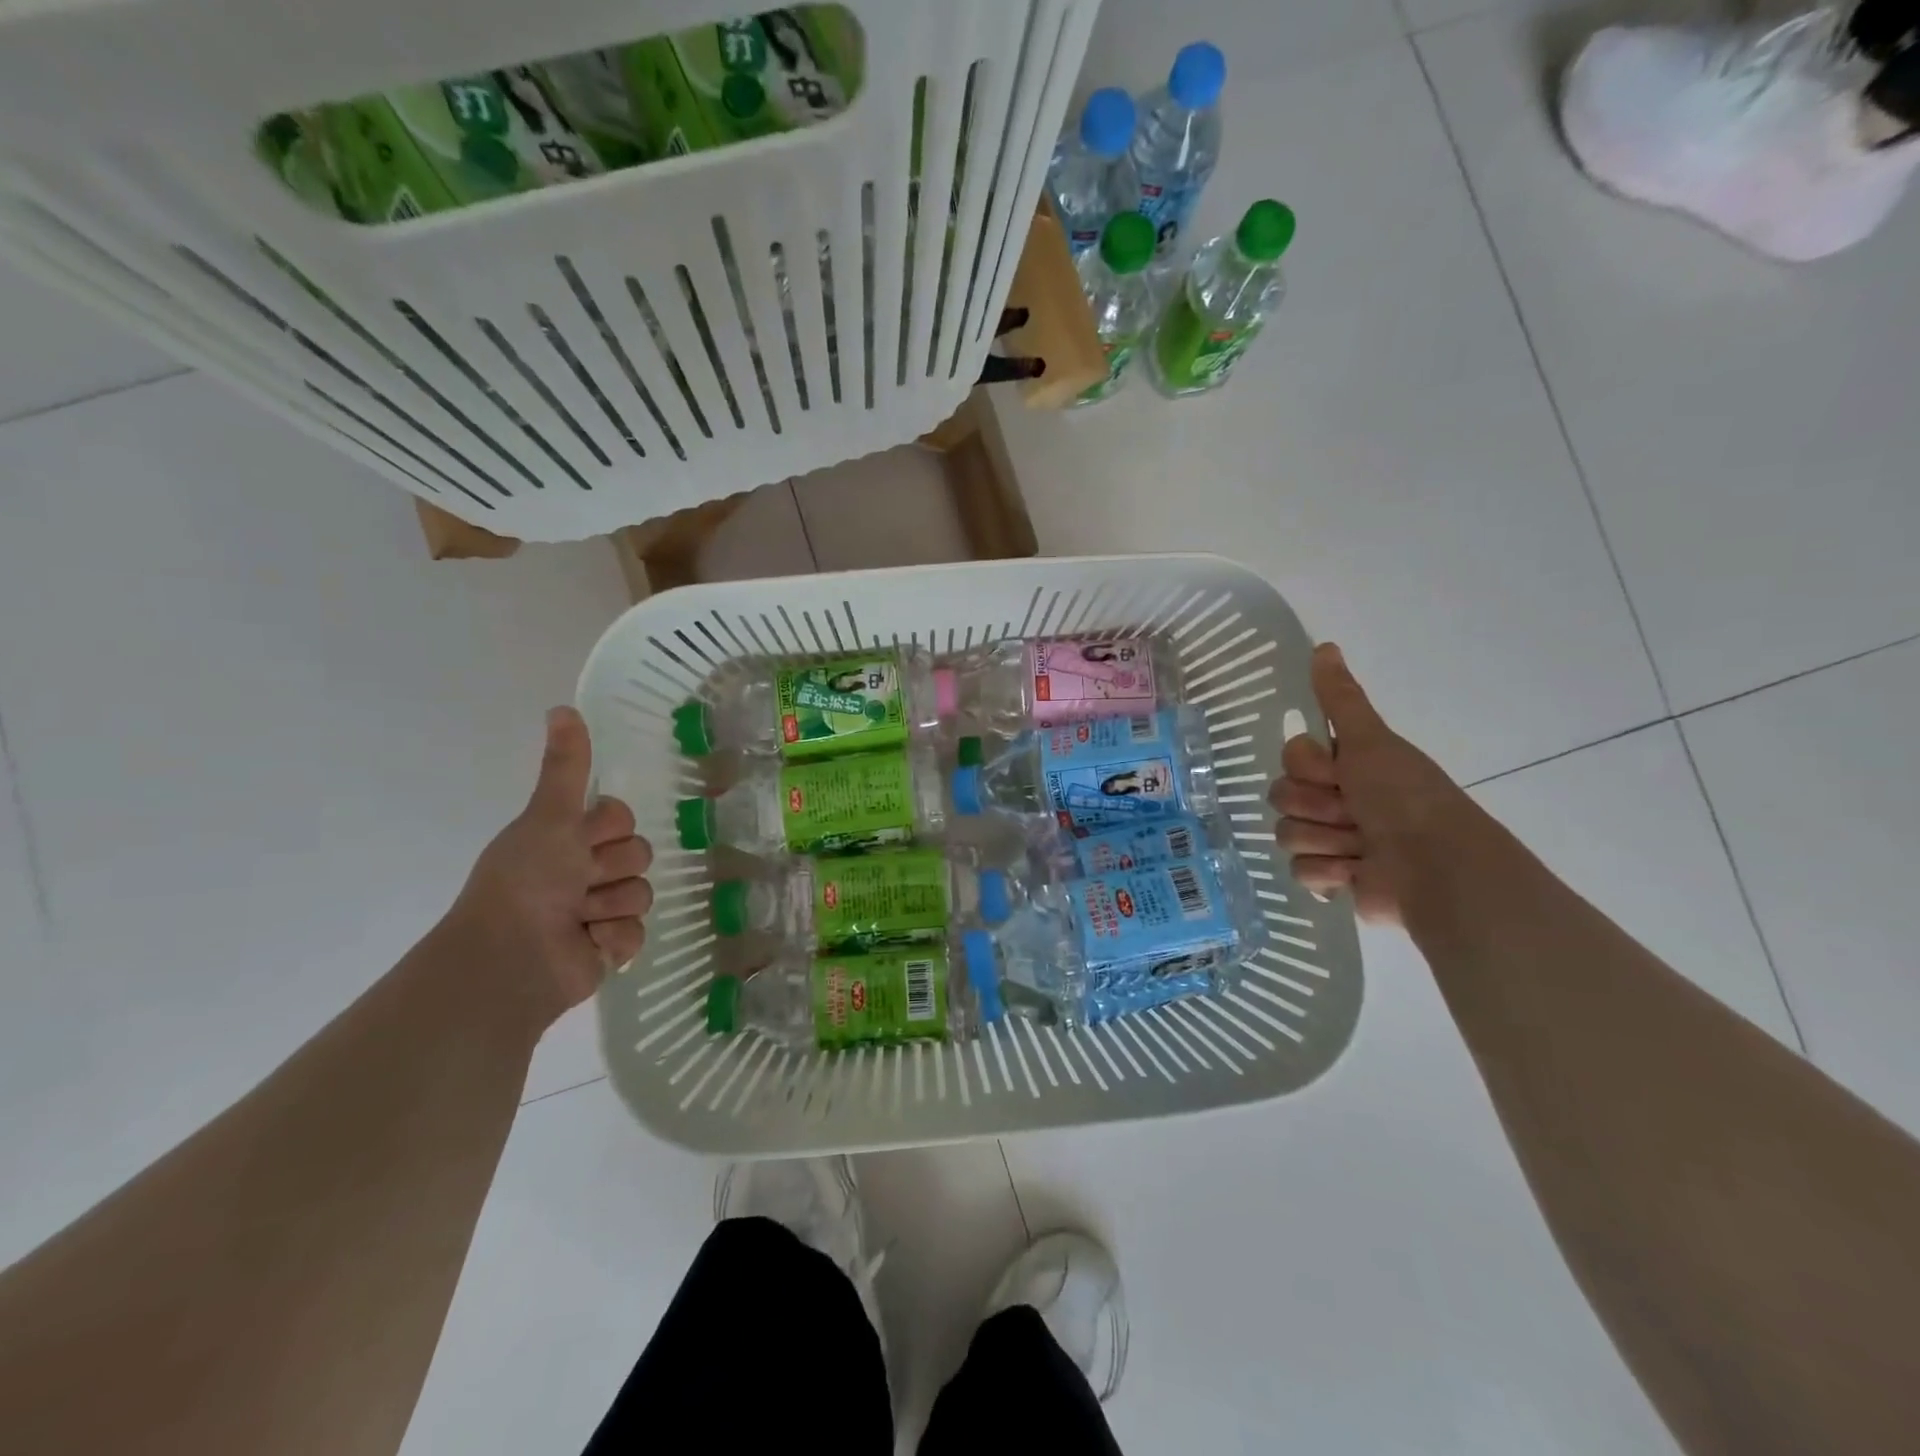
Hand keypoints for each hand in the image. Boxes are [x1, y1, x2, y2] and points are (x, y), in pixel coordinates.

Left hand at [442, 706, 652, 1027]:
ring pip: (642, 892)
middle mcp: (585, 871)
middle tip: (579, 883)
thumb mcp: (549, 817)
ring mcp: (600, 910)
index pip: (622, 817)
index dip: (607, 828)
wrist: (512, 958)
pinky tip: (590, 944)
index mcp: (568, 839)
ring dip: (611, 905)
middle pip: (639, 853)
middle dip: (612, 869)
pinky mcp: (611, 947)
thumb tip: (563, 707)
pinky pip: (639, 931)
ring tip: (580, 919)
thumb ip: (565, 767)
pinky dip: (614, 938)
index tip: (582, 840)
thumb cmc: (527, 881)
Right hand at [1270, 643, 1471, 924]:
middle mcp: (1336, 800)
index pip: (1291, 759)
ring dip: (1325, 840)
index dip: (1310, 768)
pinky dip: (1329, 873)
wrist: (1435, 866)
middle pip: (1282, 796)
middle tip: (1353, 813)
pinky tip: (1356, 872)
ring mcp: (1332, 841)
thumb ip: (1341, 699)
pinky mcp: (1332, 880)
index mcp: (1345, 767)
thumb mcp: (1370, 741)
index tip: (1339, 774)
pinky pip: (1299, 871)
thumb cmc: (1404, 797)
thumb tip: (1324, 645)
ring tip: (1360, 847)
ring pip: (1287, 834)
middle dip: (1316, 807)